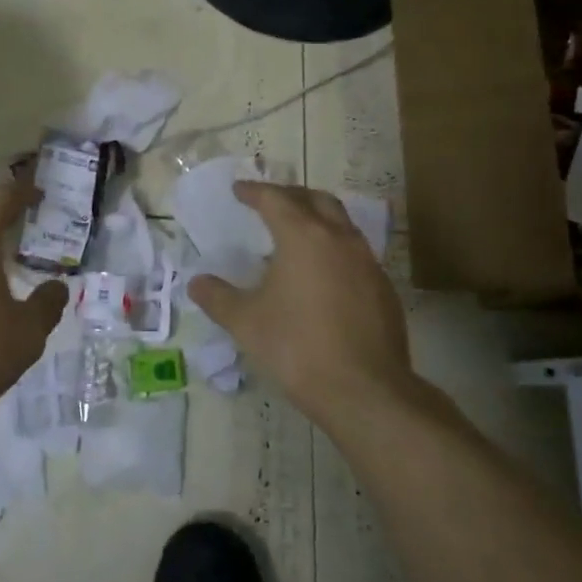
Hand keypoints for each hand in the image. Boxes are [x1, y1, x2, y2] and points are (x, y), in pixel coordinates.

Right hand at [188, 182, 416, 430]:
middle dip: (291, 195)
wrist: (364, 391)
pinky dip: (334, 250)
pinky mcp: (384, 289)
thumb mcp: (246, 323)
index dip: (254, 191)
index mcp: (304, 237)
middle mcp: (340, 239)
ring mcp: (368, 263)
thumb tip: (197, 283)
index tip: (238, 190)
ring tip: (296, 236)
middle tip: (270, 203)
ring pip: (342, 225)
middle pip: (317, 200)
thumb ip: (218, 298)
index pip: (276, 199)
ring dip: (318, 220)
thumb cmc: (297, 347)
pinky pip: (356, 254)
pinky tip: (322, 276)